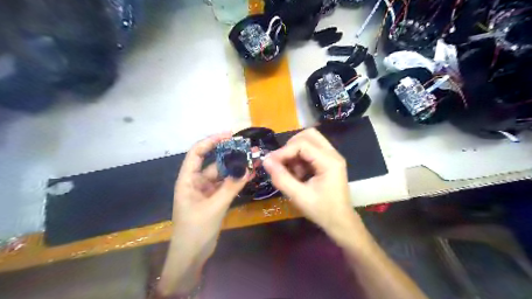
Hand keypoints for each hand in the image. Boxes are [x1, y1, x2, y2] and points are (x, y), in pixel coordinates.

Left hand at [173, 133, 251, 254]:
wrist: (192, 255)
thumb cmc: (195, 230)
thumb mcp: (214, 207)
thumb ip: (230, 187)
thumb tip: (248, 169)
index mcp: (188, 180)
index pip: (197, 153)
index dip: (211, 141)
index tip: (229, 135)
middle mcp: (196, 181)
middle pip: (213, 162)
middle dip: (230, 154)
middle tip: (248, 147)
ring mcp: (206, 190)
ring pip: (222, 174)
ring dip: (236, 168)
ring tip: (253, 159)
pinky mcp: (215, 198)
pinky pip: (227, 185)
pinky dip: (237, 180)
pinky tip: (250, 174)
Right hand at [263, 128, 365, 239]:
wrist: (340, 222)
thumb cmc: (322, 211)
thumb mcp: (299, 197)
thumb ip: (282, 178)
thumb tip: (266, 161)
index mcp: (329, 161)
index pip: (302, 144)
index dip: (283, 151)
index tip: (270, 162)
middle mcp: (333, 154)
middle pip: (309, 135)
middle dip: (291, 146)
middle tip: (282, 162)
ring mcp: (332, 157)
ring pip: (310, 141)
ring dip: (295, 152)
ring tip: (291, 171)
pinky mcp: (328, 161)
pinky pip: (311, 150)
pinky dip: (300, 158)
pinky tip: (298, 174)